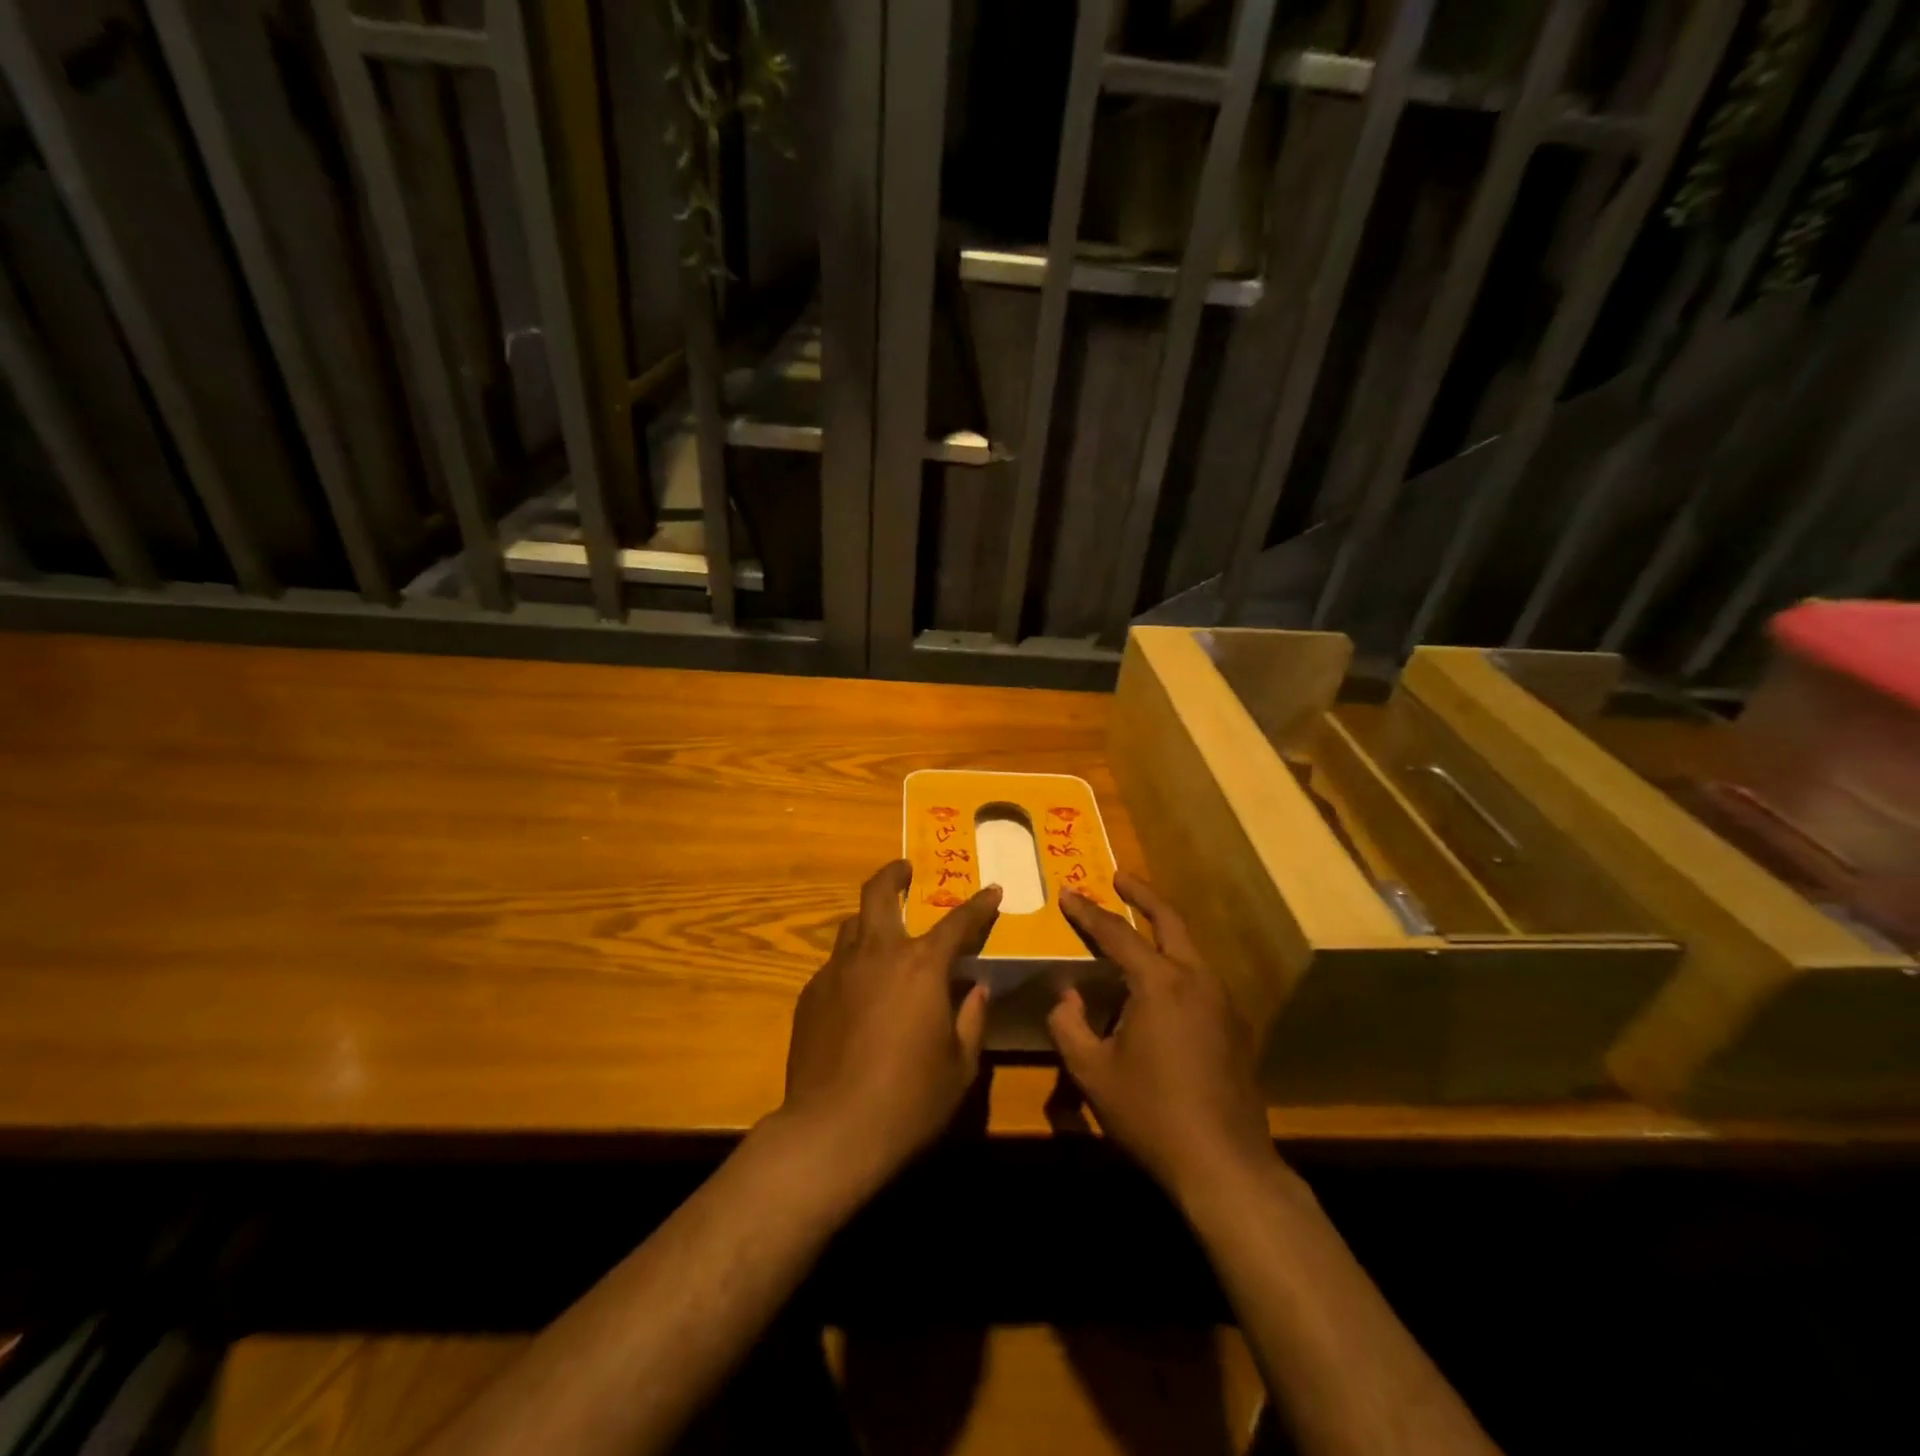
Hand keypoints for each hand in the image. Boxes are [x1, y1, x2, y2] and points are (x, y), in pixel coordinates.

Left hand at [781, 860, 1000, 1183]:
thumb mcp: (960, 1065)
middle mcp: (877, 954)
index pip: (957, 922)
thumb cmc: (909, 1100)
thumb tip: (976, 987)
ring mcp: (837, 970)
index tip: (992, 891)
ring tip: (883, 933)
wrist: (831, 1132)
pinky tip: (858, 993)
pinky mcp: (810, 994)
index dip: (979, 905)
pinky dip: (853, 964)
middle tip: (904, 869)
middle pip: (879, 894)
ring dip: (870, 919)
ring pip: (852, 925)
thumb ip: (971, 1018)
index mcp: (921, 966)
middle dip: (894, 874)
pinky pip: (835, 964)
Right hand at [1047, 874, 1272, 1198]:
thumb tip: (1066, 995)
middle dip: (1142, 894)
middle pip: (1170, 920)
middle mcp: (1196, 979)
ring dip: (1163, 928)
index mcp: (1160, 982)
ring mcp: (1222, 1001)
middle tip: (1119, 877)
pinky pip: (1200, 976)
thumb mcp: (1093, 1071)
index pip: (1116, 933)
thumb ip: (1069, 1024)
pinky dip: (1177, 961)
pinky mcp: (1235, 1026)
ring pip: (1190, 947)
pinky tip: (1161, 984)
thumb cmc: (1151, 1113)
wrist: (1225, 1165)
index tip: (1066, 892)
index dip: (1087, 912)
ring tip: (1137, 925)